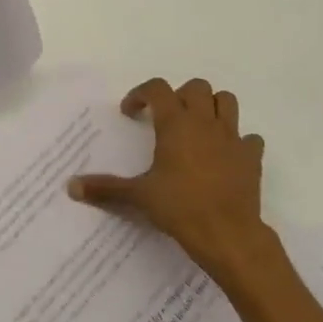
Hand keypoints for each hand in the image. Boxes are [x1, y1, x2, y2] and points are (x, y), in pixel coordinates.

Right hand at [68, 77, 272, 277]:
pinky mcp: (251, 157)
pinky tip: (225, 156)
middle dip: (180, 96)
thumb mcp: (138, 196)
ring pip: (227, 101)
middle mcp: (205, 122)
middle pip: (197, 87)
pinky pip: (248, 138)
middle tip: (166, 118)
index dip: (141, 94)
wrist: (228, 233)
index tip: (130, 112)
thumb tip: (70, 187)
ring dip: (211, 107)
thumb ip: (105, 188)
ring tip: (197, 127)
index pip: (158, 89)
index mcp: (176, 124)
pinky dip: (237, 141)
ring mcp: (232, 138)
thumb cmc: (180, 207)